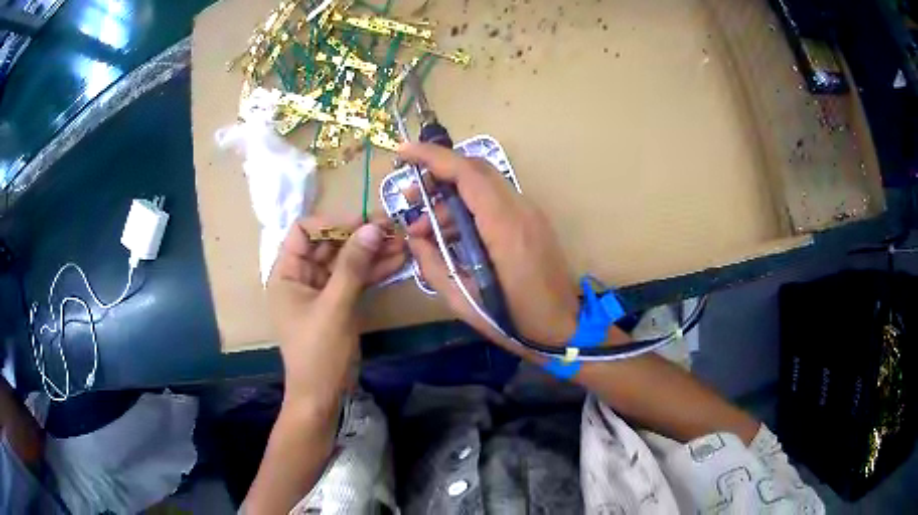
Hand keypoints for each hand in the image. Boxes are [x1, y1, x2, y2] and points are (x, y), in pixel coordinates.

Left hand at [267, 216, 404, 406]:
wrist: (322, 395)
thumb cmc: (318, 352)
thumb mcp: (334, 307)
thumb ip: (352, 266)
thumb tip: (372, 228)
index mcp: (286, 273)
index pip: (303, 231)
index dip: (331, 222)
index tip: (362, 223)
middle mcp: (301, 276)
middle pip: (329, 244)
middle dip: (359, 235)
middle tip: (391, 227)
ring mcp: (321, 290)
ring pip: (346, 260)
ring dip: (371, 251)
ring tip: (401, 241)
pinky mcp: (338, 302)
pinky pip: (355, 279)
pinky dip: (373, 270)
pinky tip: (397, 261)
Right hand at [398, 143, 578, 347]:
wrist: (566, 329)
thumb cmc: (517, 322)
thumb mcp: (465, 302)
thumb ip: (433, 266)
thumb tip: (414, 240)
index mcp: (505, 228)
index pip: (468, 174)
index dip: (433, 157)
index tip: (404, 152)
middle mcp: (521, 210)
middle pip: (476, 170)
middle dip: (438, 173)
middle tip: (410, 196)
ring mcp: (531, 213)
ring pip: (485, 185)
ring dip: (452, 197)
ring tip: (425, 228)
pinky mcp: (533, 221)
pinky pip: (495, 201)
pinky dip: (469, 207)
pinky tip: (452, 234)